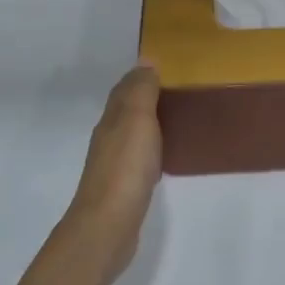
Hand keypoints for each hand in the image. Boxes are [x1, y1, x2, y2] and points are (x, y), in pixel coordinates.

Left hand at [60, 63, 162, 283]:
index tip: (165, 67)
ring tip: (175, 118)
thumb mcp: (137, 119)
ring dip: (147, 123)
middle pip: (125, 110)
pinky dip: (150, 149)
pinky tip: (163, 155)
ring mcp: (114, 164)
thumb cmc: (126, 167)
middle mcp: (109, 137)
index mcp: (112, 119)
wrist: (109, 224)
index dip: (140, 77)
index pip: (124, 89)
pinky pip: (138, 158)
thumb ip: (141, 90)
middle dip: (145, 98)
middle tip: (176, 90)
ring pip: (131, 134)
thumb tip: (146, 60)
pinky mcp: (124, 187)